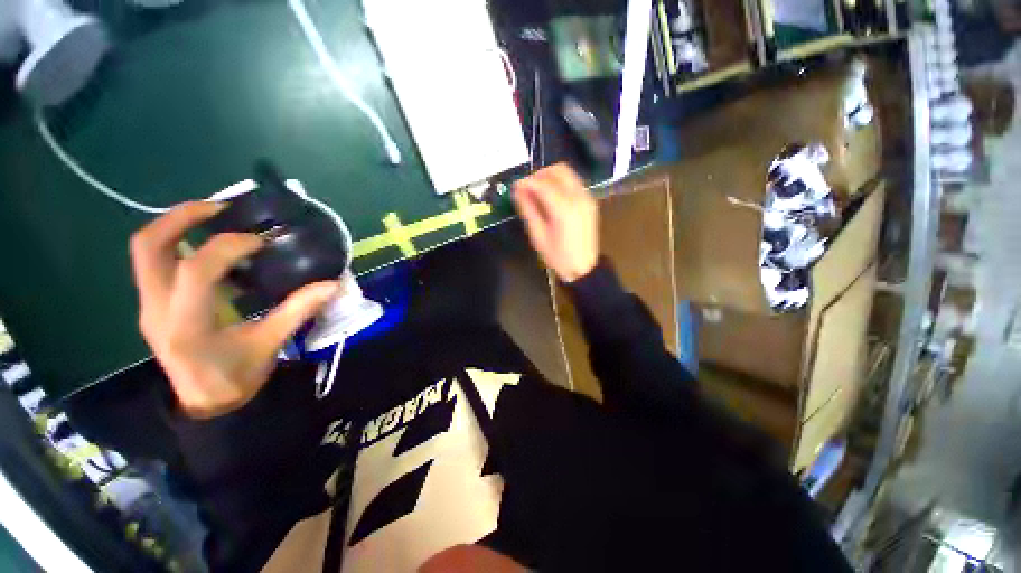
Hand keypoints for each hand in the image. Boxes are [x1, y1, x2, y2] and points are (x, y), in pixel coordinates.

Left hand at [130, 202, 340, 418]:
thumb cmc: (236, 377)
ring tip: (214, 217)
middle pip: (149, 247)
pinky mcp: (153, 304)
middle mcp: (157, 309)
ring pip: (145, 251)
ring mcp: (150, 305)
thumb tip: (332, 285)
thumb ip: (298, 311)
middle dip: (181, 217)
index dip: (227, 247)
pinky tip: (210, 248)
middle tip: (221, 207)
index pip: (195, 271)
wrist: (205, 403)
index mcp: (187, 324)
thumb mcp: (270, 344)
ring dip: (176, 225)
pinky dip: (179, 244)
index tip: (261, 242)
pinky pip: (156, 263)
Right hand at [513, 164, 598, 282]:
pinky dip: (559, 183)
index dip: (526, 182)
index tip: (515, 186)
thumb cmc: (558, 257)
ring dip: (549, 177)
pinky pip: (573, 182)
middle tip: (526, 187)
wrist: (584, 268)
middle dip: (539, 175)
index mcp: (564, 209)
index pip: (542, 184)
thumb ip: (528, 210)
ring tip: (537, 191)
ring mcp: (587, 197)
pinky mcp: (589, 201)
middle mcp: (578, 197)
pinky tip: (550, 196)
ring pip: (567, 173)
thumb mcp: (538, 236)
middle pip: (558, 170)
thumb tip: (518, 191)